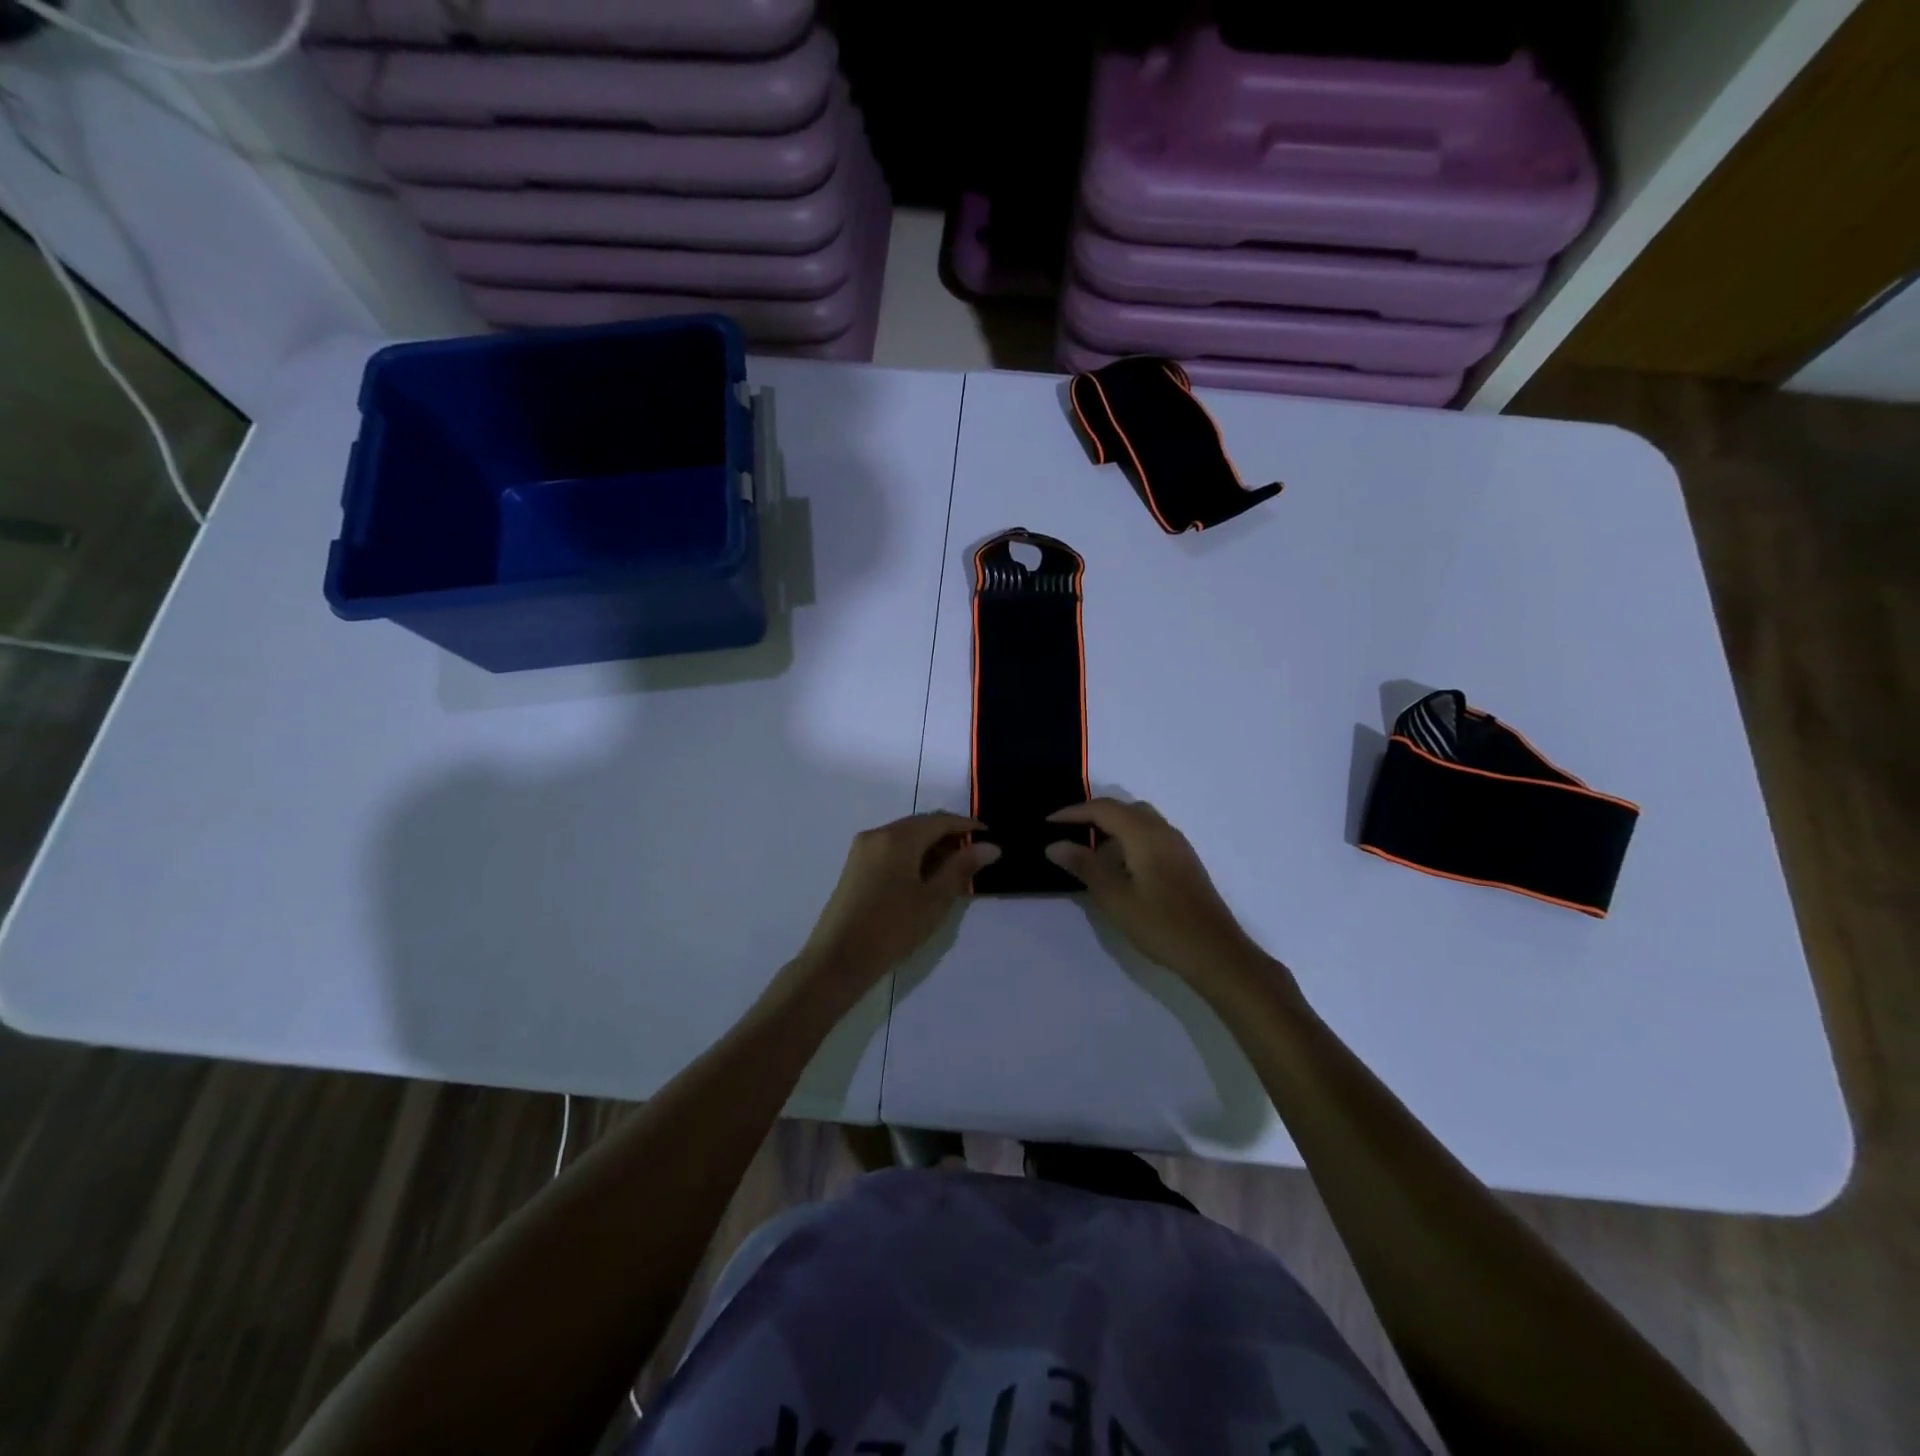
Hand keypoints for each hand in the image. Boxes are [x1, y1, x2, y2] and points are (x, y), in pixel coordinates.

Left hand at [791, 812, 999, 1003]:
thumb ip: (962, 867)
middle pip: (920, 825)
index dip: (967, 826)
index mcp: (898, 837)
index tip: (990, 836)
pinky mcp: (855, 867)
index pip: (940, 820)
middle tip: (975, 857)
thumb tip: (990, 846)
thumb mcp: (935, 899)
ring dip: (931, 848)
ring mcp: (862, 850)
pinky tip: (925, 879)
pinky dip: (912, 857)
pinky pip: (891, 850)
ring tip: (954, 871)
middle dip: (949, 836)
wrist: (837, 960)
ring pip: (905, 838)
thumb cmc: (892, 928)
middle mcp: (877, 834)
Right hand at [1045, 799, 1267, 991]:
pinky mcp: (1184, 862)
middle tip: (1066, 832)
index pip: (1103, 809)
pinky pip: (1150, 835)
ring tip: (1088, 850)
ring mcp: (1178, 846)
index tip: (1047, 823)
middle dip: (1092, 815)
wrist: (1216, 953)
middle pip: (1123, 808)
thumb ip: (1084, 866)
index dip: (1073, 812)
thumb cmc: (1161, 925)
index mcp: (1145, 834)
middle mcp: (1163, 831)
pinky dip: (1128, 839)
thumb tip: (1055, 845)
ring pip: (1139, 821)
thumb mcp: (1114, 897)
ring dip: (1111, 827)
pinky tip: (1118, 866)